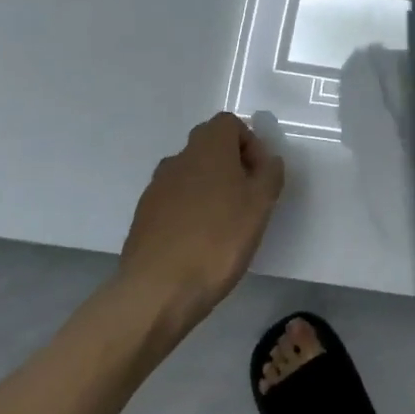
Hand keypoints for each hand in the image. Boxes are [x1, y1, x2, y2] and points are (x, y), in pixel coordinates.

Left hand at [115, 113, 285, 334]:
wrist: (158, 290)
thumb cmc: (219, 239)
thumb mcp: (261, 204)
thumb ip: (270, 173)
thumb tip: (267, 160)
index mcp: (208, 147)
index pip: (229, 123)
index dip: (250, 143)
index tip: (260, 175)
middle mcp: (178, 158)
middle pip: (209, 146)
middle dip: (232, 166)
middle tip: (248, 199)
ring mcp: (156, 187)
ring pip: (191, 174)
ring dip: (210, 189)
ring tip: (225, 224)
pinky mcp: (144, 216)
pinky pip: (175, 201)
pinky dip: (190, 211)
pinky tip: (200, 242)